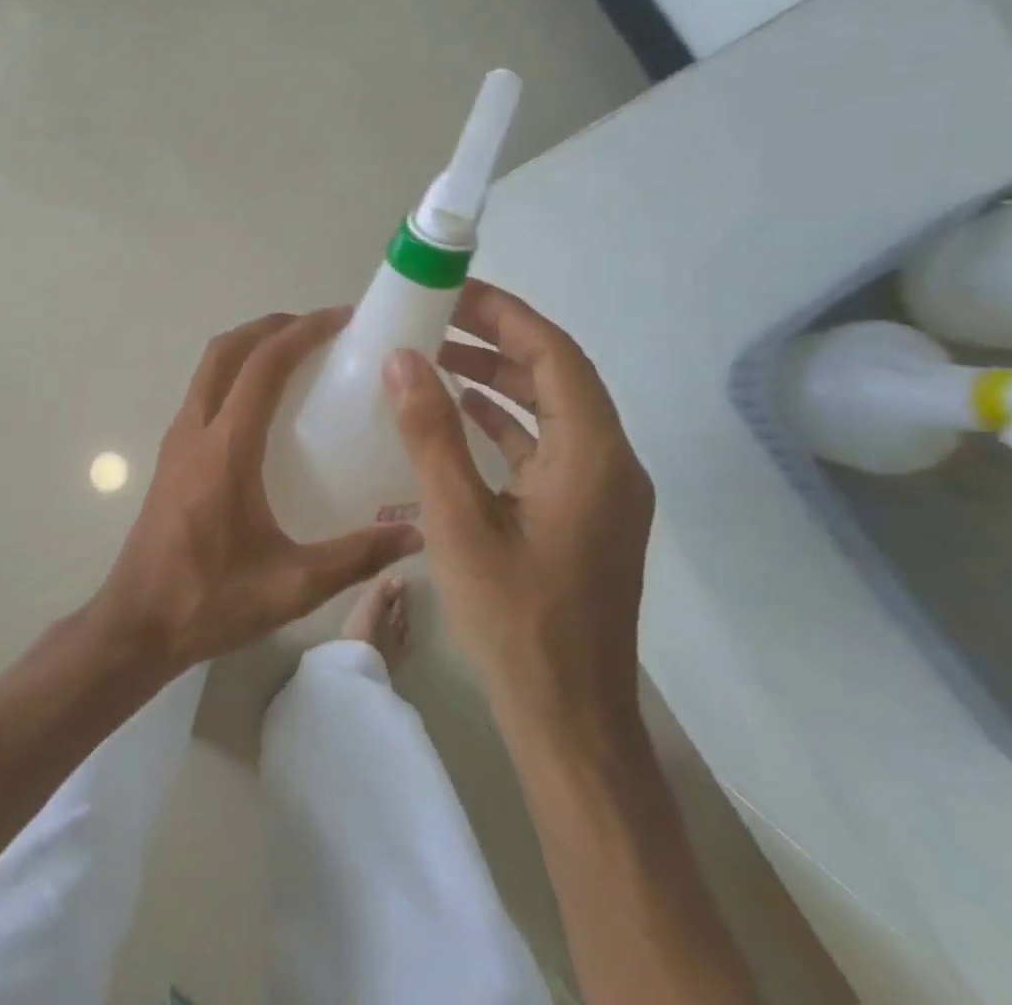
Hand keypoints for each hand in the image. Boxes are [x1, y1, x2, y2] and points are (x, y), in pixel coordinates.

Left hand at [92, 308, 424, 672]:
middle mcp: (195, 431)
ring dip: (248, 347)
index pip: (262, 366)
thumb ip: (356, 557)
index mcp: (225, 449)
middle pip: (225, 350)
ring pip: (208, 368)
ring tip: (295, 356)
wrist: (135, 624)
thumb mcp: (292, 586)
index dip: (302, 332)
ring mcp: (177, 441)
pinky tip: (263, 407)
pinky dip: (233, 375)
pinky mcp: (171, 457)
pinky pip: (203, 393)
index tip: (340, 319)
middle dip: (271, 326)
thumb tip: (414, 536)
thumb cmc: (209, 601)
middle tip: (318, 329)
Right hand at [384, 280, 653, 735]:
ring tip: (435, 359)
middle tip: (434, 318)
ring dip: (498, 379)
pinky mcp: (583, 515)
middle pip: (556, 376)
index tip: (452, 291)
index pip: (554, 354)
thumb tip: (403, 358)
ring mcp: (600, 492)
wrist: (568, 720)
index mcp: (592, 456)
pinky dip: (503, 422)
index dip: (505, 314)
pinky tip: (458, 417)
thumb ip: (431, 434)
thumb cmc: (515, 620)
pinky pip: (545, 447)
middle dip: (497, 340)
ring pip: (550, 411)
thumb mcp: (459, 521)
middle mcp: (609, 463)